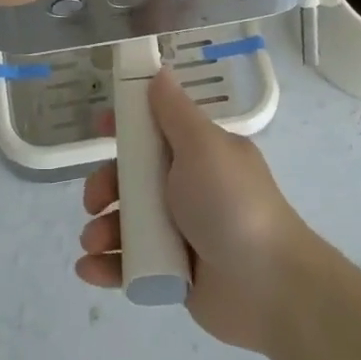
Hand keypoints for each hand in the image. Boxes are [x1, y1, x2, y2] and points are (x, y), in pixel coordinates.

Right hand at [76, 70, 318, 353]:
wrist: (269, 287)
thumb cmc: (232, 205)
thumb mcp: (203, 147)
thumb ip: (174, 112)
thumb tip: (159, 72)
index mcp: (199, 155)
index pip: (154, 130)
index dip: (124, 127)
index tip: (98, 128)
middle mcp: (187, 189)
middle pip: (130, 179)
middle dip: (103, 187)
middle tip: (95, 202)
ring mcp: (179, 233)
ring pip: (126, 223)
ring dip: (101, 230)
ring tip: (95, 243)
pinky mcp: (172, 272)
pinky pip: (130, 265)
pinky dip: (107, 266)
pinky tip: (91, 269)